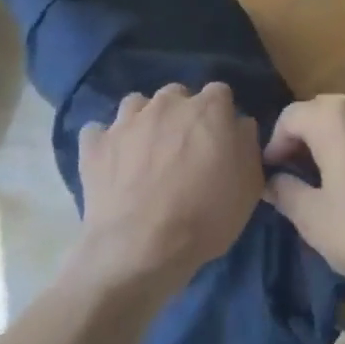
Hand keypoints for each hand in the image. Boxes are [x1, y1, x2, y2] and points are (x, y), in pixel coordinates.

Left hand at [77, 82, 262, 289]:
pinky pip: (97, 132)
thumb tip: (238, 125)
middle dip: (180, 114)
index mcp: (209, 107)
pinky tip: (110, 162)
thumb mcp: (250, 184)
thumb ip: (247, 143)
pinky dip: (104, 143)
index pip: (219, 94)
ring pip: (136, 105)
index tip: (219, 141)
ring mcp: (127, 121)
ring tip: (144, 153)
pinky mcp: (94, 145)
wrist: (140, 249)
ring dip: (142, 122)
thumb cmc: (206, 215)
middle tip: (182, 149)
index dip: (219, 117)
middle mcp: (168, 103)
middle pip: (177, 95)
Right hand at [261, 93, 344, 301]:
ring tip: (327, 177)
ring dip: (334, 140)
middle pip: (322, 111)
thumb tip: (273, 181)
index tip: (271, 175)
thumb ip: (285, 191)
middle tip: (295, 175)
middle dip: (304, 138)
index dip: (275, 145)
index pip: (291, 117)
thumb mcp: (312, 218)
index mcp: (335, 116)